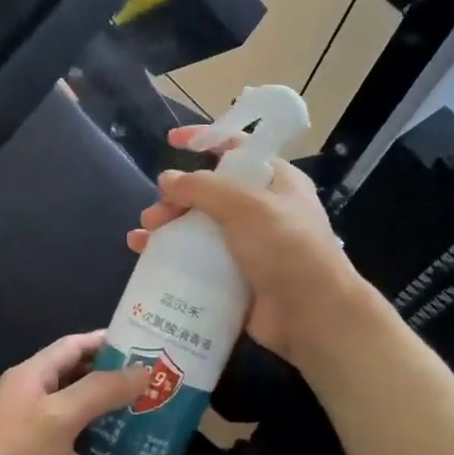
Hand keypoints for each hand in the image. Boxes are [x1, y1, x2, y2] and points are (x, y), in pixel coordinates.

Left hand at [0, 332, 147, 454]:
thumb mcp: (61, 417)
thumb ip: (101, 391)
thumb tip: (142, 370)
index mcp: (30, 374)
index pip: (73, 345)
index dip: (107, 342)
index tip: (146, 345)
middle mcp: (27, 393)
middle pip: (74, 374)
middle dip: (111, 376)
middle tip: (154, 384)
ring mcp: (26, 426)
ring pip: (73, 407)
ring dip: (105, 408)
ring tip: (144, 414)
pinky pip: (67, 436)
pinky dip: (91, 437)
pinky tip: (116, 450)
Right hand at [128, 126, 371, 368]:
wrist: (312, 315)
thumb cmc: (286, 248)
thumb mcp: (245, 206)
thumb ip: (202, 188)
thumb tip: (166, 180)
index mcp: (275, 182)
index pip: (236, 148)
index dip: (205, 139)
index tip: (172, 141)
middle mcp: (261, 210)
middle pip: (208, 192)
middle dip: (175, 198)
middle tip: (154, 214)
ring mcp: (248, 246)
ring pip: (197, 227)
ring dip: (167, 228)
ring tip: (141, 238)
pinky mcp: (234, 277)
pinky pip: (196, 261)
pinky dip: (171, 257)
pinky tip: (145, 258)